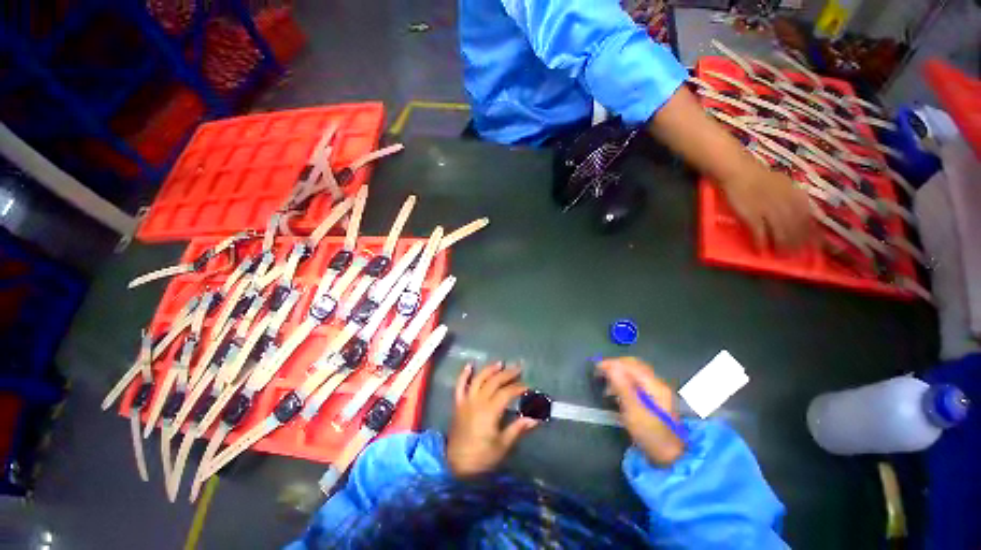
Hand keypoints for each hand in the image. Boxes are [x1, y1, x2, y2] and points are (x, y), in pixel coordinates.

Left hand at [447, 363, 537, 476]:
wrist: (455, 466)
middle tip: (518, 368)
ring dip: (489, 369)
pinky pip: (459, 385)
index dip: (518, 388)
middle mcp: (477, 401)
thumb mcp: (502, 446)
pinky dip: (464, 374)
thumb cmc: (481, 458)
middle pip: (494, 382)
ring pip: (478, 379)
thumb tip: (535, 419)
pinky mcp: (458, 404)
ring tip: (500, 363)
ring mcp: (466, 401)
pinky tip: (469, 365)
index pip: (506, 393)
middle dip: (507, 374)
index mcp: (489, 411)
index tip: (528, 387)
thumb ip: (517, 429)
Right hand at [597, 357, 684, 465]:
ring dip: (619, 374)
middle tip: (600, 372)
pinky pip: (637, 381)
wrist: (669, 456)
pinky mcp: (655, 398)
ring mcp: (658, 391)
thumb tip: (610, 366)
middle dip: (615, 366)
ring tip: (607, 385)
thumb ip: (622, 386)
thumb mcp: (633, 410)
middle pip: (634, 366)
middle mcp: (657, 384)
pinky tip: (618, 392)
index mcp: (654, 385)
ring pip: (635, 373)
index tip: (597, 368)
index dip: (612, 363)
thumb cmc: (649, 433)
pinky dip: (625, 381)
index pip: (630, 365)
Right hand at [720, 166, 812, 251]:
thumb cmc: (759, 176)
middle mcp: (785, 205)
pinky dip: (761, 242)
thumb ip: (793, 197)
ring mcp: (767, 211)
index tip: (814, 245)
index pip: (807, 218)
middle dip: (796, 242)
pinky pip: (759, 232)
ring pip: (779, 232)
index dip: (811, 233)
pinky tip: (761, 250)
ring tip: (781, 255)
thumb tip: (801, 211)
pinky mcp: (751, 216)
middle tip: (795, 254)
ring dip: (781, 245)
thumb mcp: (783, 183)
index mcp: (795, 196)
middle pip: (794, 228)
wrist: (738, 172)